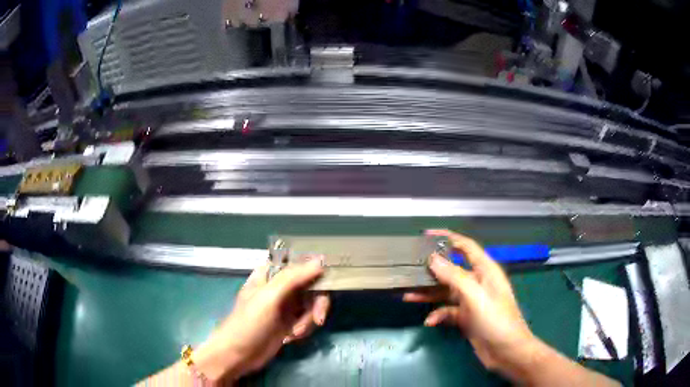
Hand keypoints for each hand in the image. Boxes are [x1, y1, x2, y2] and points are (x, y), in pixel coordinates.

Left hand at [193, 258, 329, 382]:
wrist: (238, 355)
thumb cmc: (249, 323)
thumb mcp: (269, 298)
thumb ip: (293, 278)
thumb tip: (320, 261)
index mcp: (270, 273)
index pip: (299, 261)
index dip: (316, 268)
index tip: (330, 280)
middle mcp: (280, 286)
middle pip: (312, 285)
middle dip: (316, 304)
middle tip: (318, 319)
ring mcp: (285, 305)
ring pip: (312, 304)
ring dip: (309, 320)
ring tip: (295, 334)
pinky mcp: (289, 322)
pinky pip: (308, 319)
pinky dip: (305, 328)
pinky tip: (291, 338)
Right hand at [404, 230, 537, 378]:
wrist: (506, 351)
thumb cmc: (496, 319)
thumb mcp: (475, 296)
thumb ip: (454, 276)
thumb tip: (432, 258)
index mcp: (485, 270)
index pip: (465, 246)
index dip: (448, 237)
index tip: (425, 236)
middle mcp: (477, 282)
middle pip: (451, 269)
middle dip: (432, 269)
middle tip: (410, 268)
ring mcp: (470, 300)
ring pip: (445, 291)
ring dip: (429, 294)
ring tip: (408, 295)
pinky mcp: (465, 317)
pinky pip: (447, 311)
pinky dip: (437, 315)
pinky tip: (430, 322)